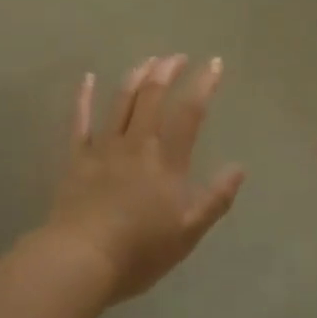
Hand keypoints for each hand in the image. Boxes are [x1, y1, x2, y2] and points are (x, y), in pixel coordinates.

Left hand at [46, 55, 245, 302]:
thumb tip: (239, 167)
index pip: (189, 112)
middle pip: (152, 96)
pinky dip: (84, 97)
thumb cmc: (140, 251)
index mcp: (167, 160)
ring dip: (136, 76)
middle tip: (177, 57)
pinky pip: (80, 121)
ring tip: (148, 60)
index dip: (203, 84)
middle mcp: (137, 144)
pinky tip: (88, 78)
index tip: (214, 63)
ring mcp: (104, 147)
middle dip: (167, 71)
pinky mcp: (77, 158)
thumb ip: (215, 198)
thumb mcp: (188, 232)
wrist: (81, 260)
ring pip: (121, 101)